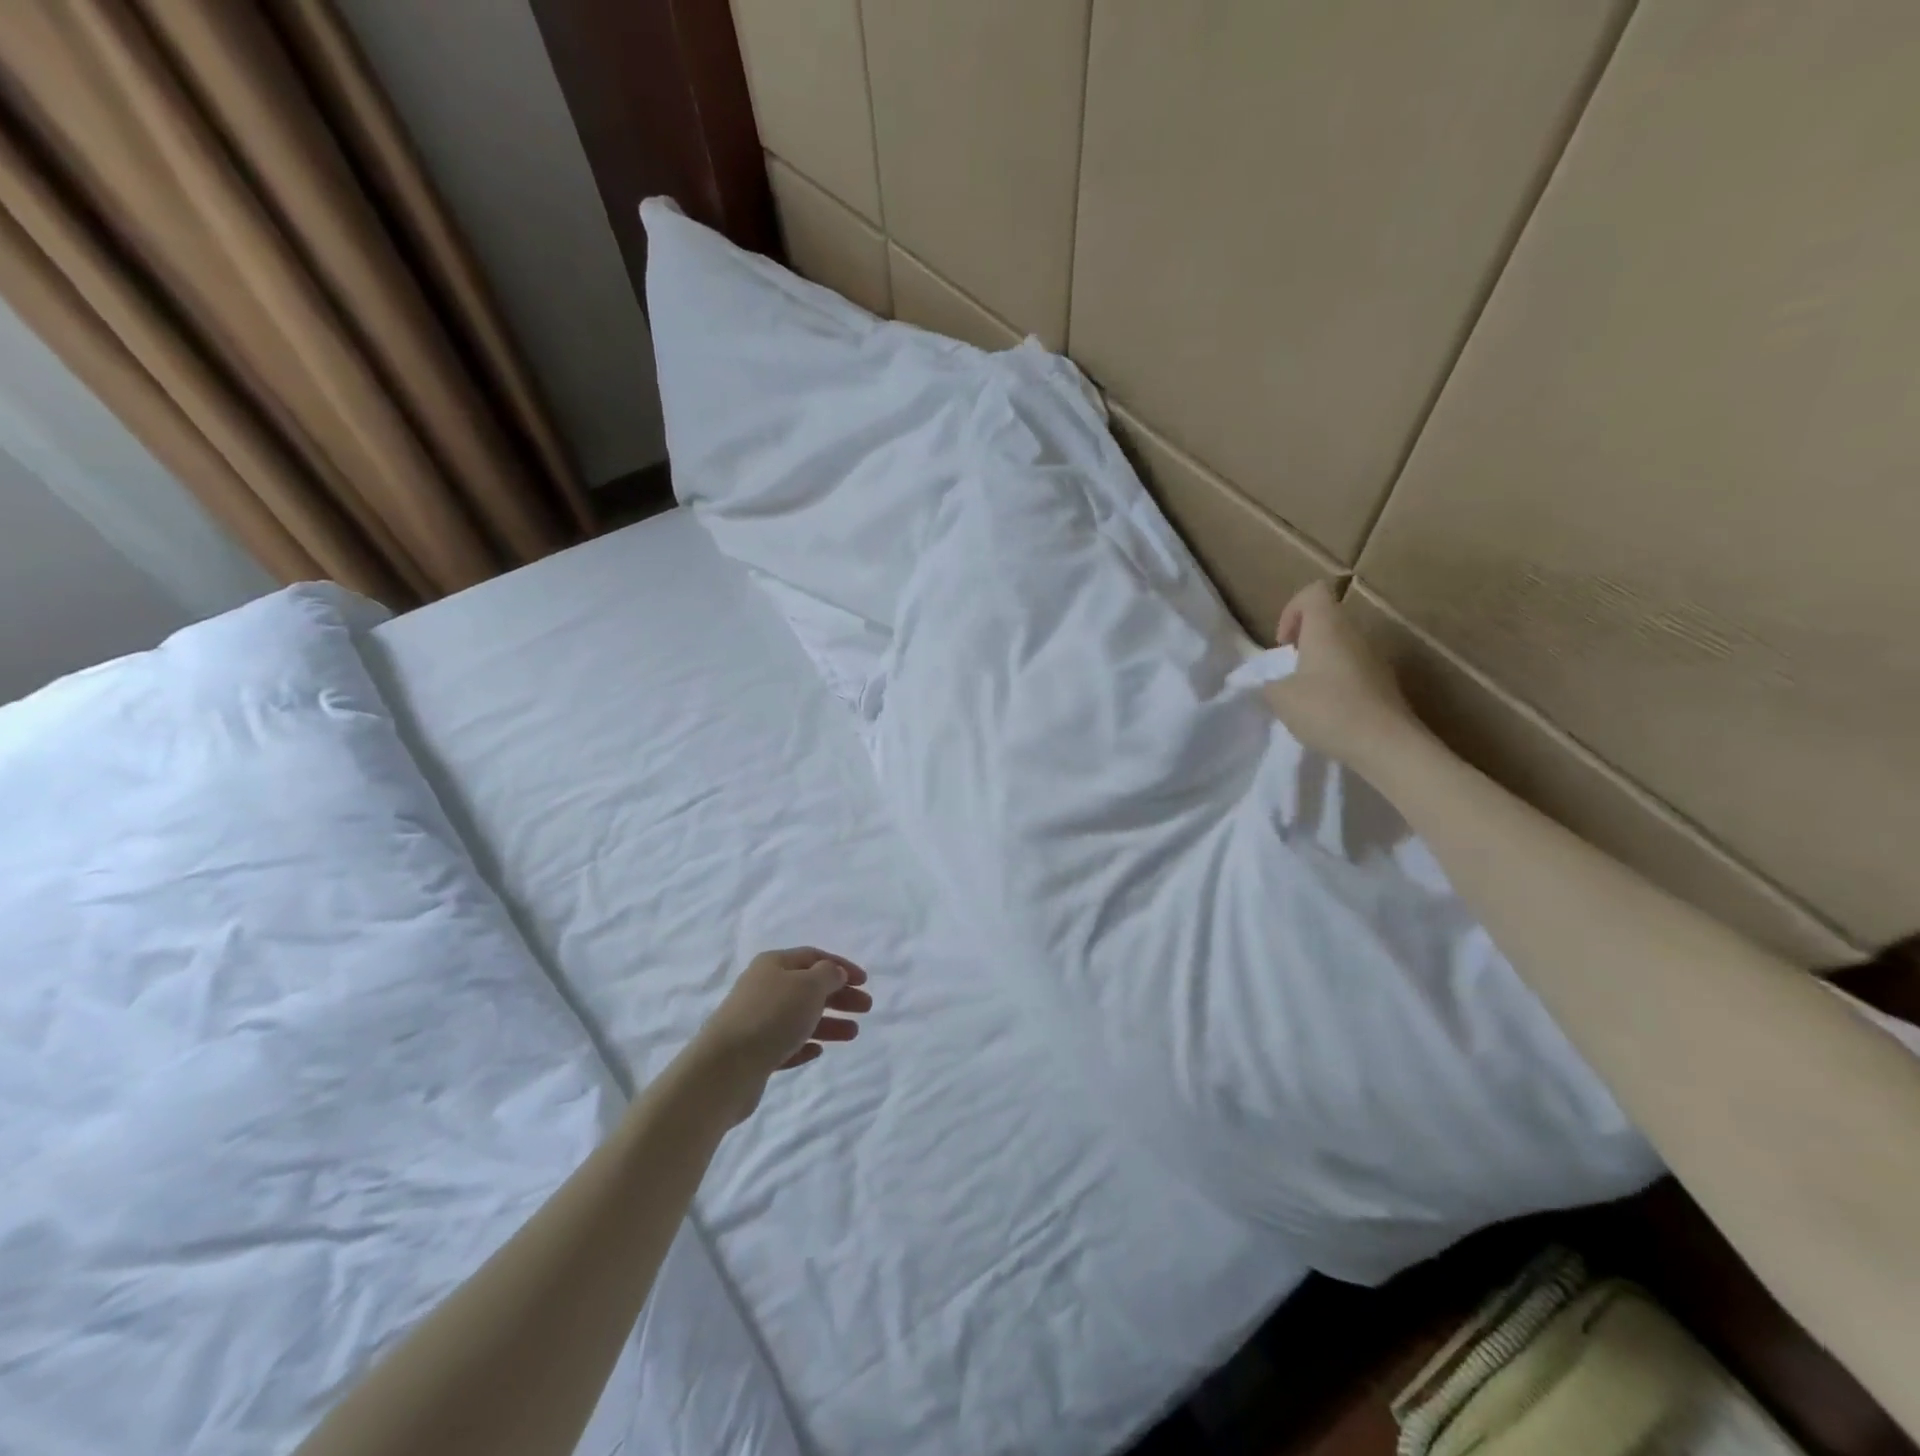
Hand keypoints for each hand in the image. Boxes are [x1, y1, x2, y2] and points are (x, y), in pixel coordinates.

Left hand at [693, 948, 870, 1119]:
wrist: (724, 1068)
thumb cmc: (772, 1017)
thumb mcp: (808, 986)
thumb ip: (828, 975)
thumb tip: (833, 973)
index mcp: (774, 964)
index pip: (814, 957)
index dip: (841, 966)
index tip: (865, 981)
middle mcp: (763, 987)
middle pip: (808, 987)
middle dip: (839, 996)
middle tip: (866, 1008)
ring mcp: (756, 1020)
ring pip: (799, 1017)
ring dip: (828, 1022)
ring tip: (853, 1034)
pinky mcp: (753, 1052)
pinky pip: (785, 1043)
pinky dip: (804, 1044)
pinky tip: (818, 1051)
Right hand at [1262, 581, 1427, 771]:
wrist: (1387, 745)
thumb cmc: (1327, 710)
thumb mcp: (1280, 698)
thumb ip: (1269, 683)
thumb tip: (1272, 681)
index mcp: (1328, 628)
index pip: (1313, 592)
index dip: (1291, 611)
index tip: (1283, 645)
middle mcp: (1355, 635)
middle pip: (1327, 620)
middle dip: (1304, 642)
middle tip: (1290, 672)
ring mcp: (1375, 659)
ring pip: (1342, 647)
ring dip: (1320, 664)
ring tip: (1308, 696)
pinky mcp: (1385, 683)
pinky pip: (1355, 670)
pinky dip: (1338, 683)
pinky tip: (1330, 713)